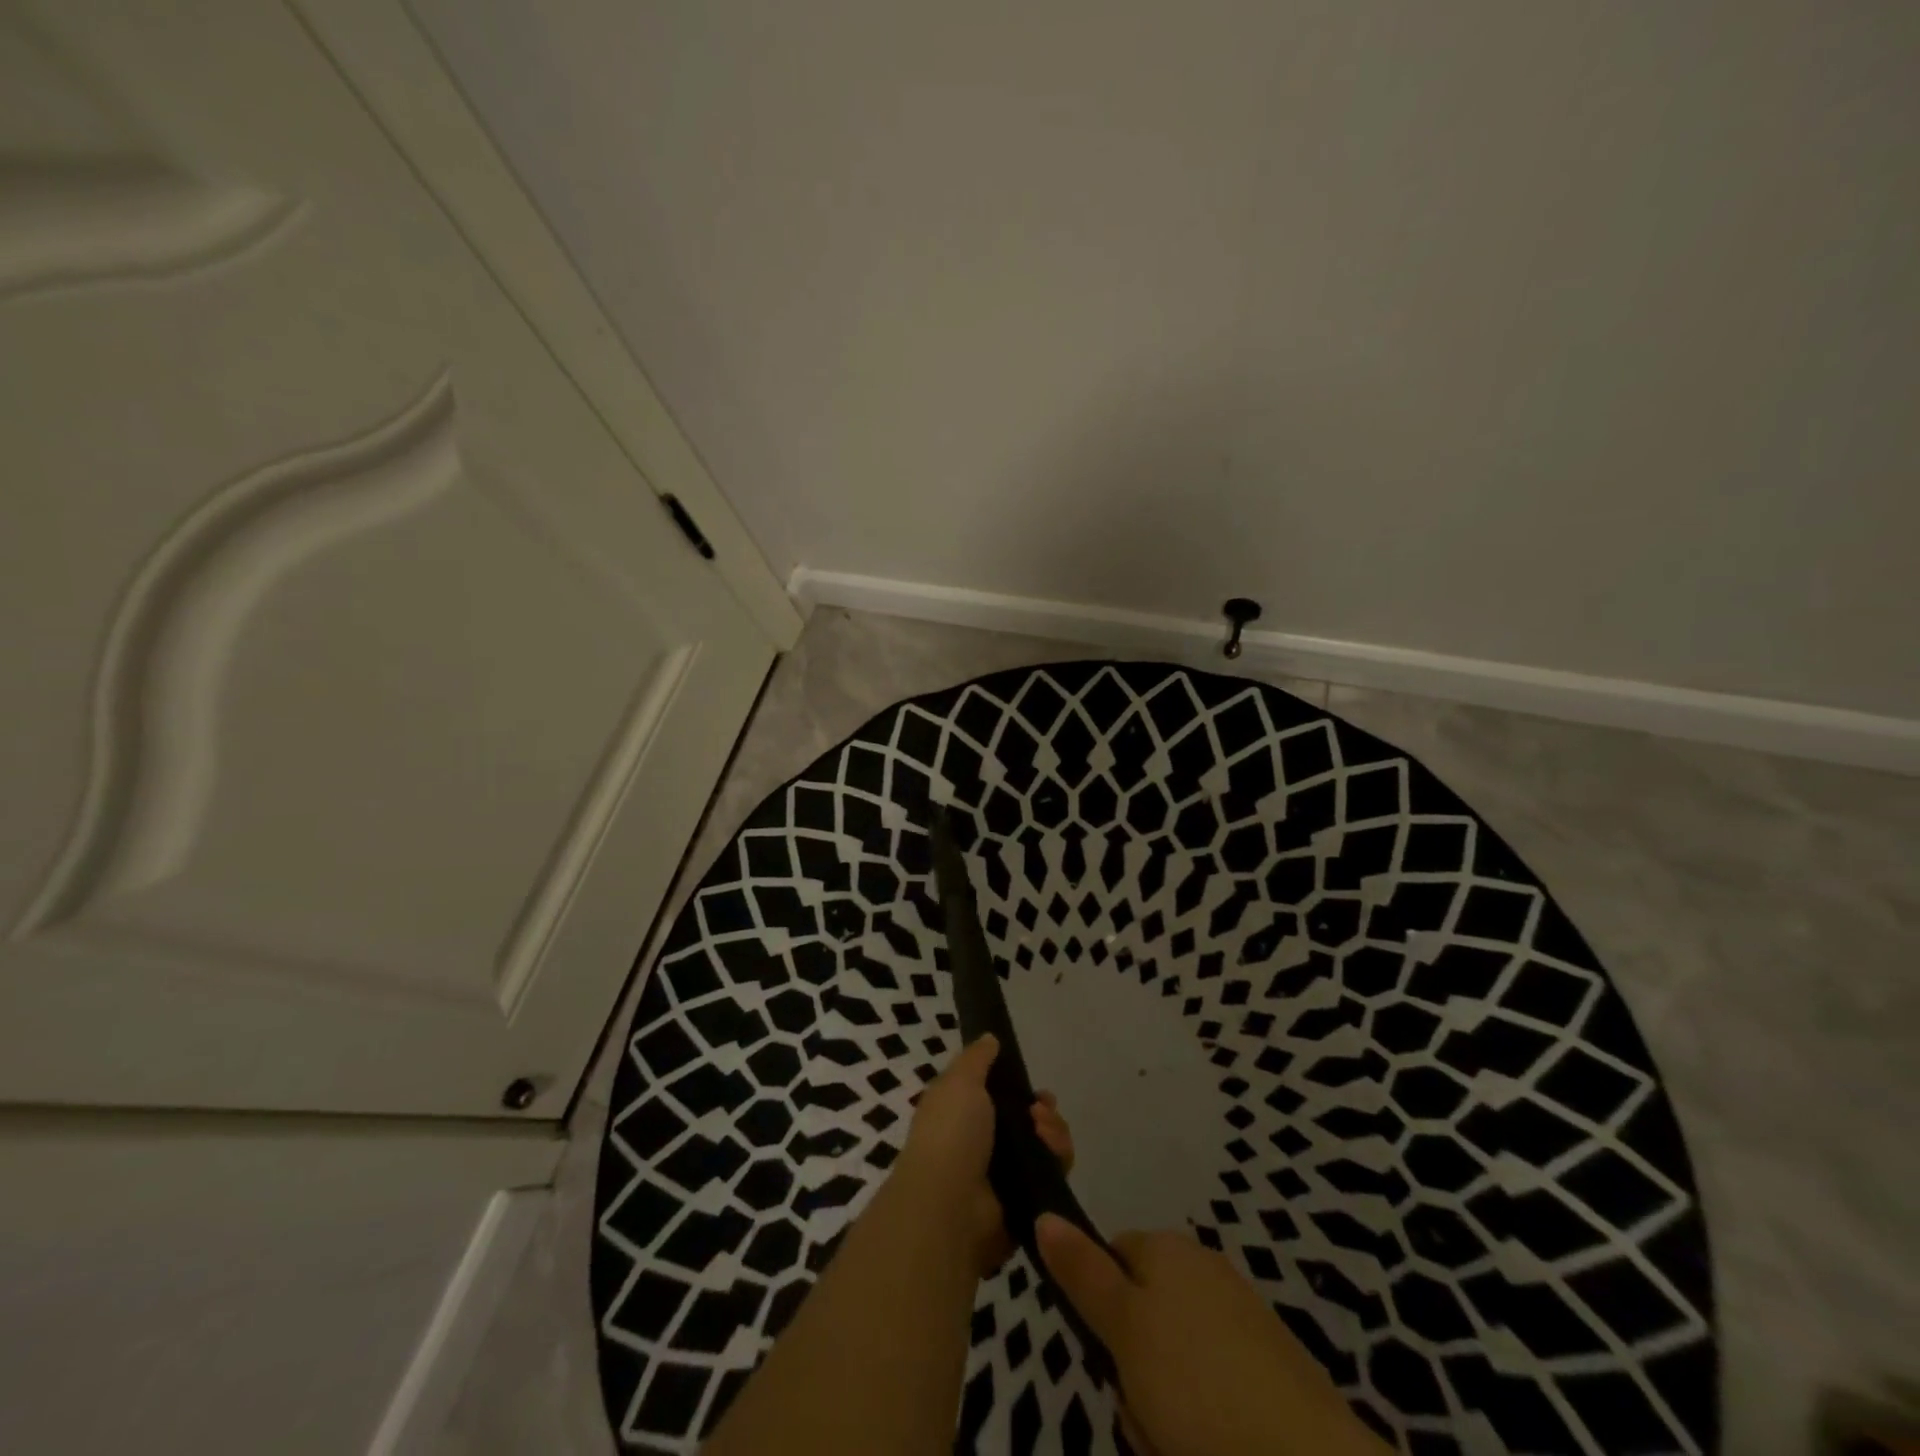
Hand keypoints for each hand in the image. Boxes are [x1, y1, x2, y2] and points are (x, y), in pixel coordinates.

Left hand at [896, 1035, 1074, 1276]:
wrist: (951, 1206)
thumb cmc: (950, 1133)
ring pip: (1045, 1144)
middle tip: (1040, 1110)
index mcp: (963, 1114)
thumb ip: (977, 1058)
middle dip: (1043, 1110)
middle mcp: (984, 1144)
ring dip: (1053, 1130)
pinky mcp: (1027, 1200)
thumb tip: (990, 1038)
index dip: (1017, 1086)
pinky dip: (1057, 1157)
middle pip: (1028, 1120)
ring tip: (1042, 1130)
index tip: (1029, 1082)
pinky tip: (1050, 1150)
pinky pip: (1053, 1173)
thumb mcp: (960, 1081)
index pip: (998, 1096)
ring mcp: (1006, 1174)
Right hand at [1036, 1217, 1390, 1455]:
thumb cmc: (1198, 1386)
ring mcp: (1242, 1321)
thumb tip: (1044, 1212)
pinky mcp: (1271, 1374)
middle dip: (1132, 1370)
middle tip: (1141, 1410)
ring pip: (1173, 1362)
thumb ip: (1082, 1272)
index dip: (1099, 1305)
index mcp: (1168, 1249)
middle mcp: (1204, 1271)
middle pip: (1141, 1316)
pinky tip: (1209, 1451)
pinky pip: (1213, 1392)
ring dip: (1164, 1408)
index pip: (1111, 1255)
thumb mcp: (1123, 1327)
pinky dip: (1204, 1425)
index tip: (1104, 1353)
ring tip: (1175, 1446)